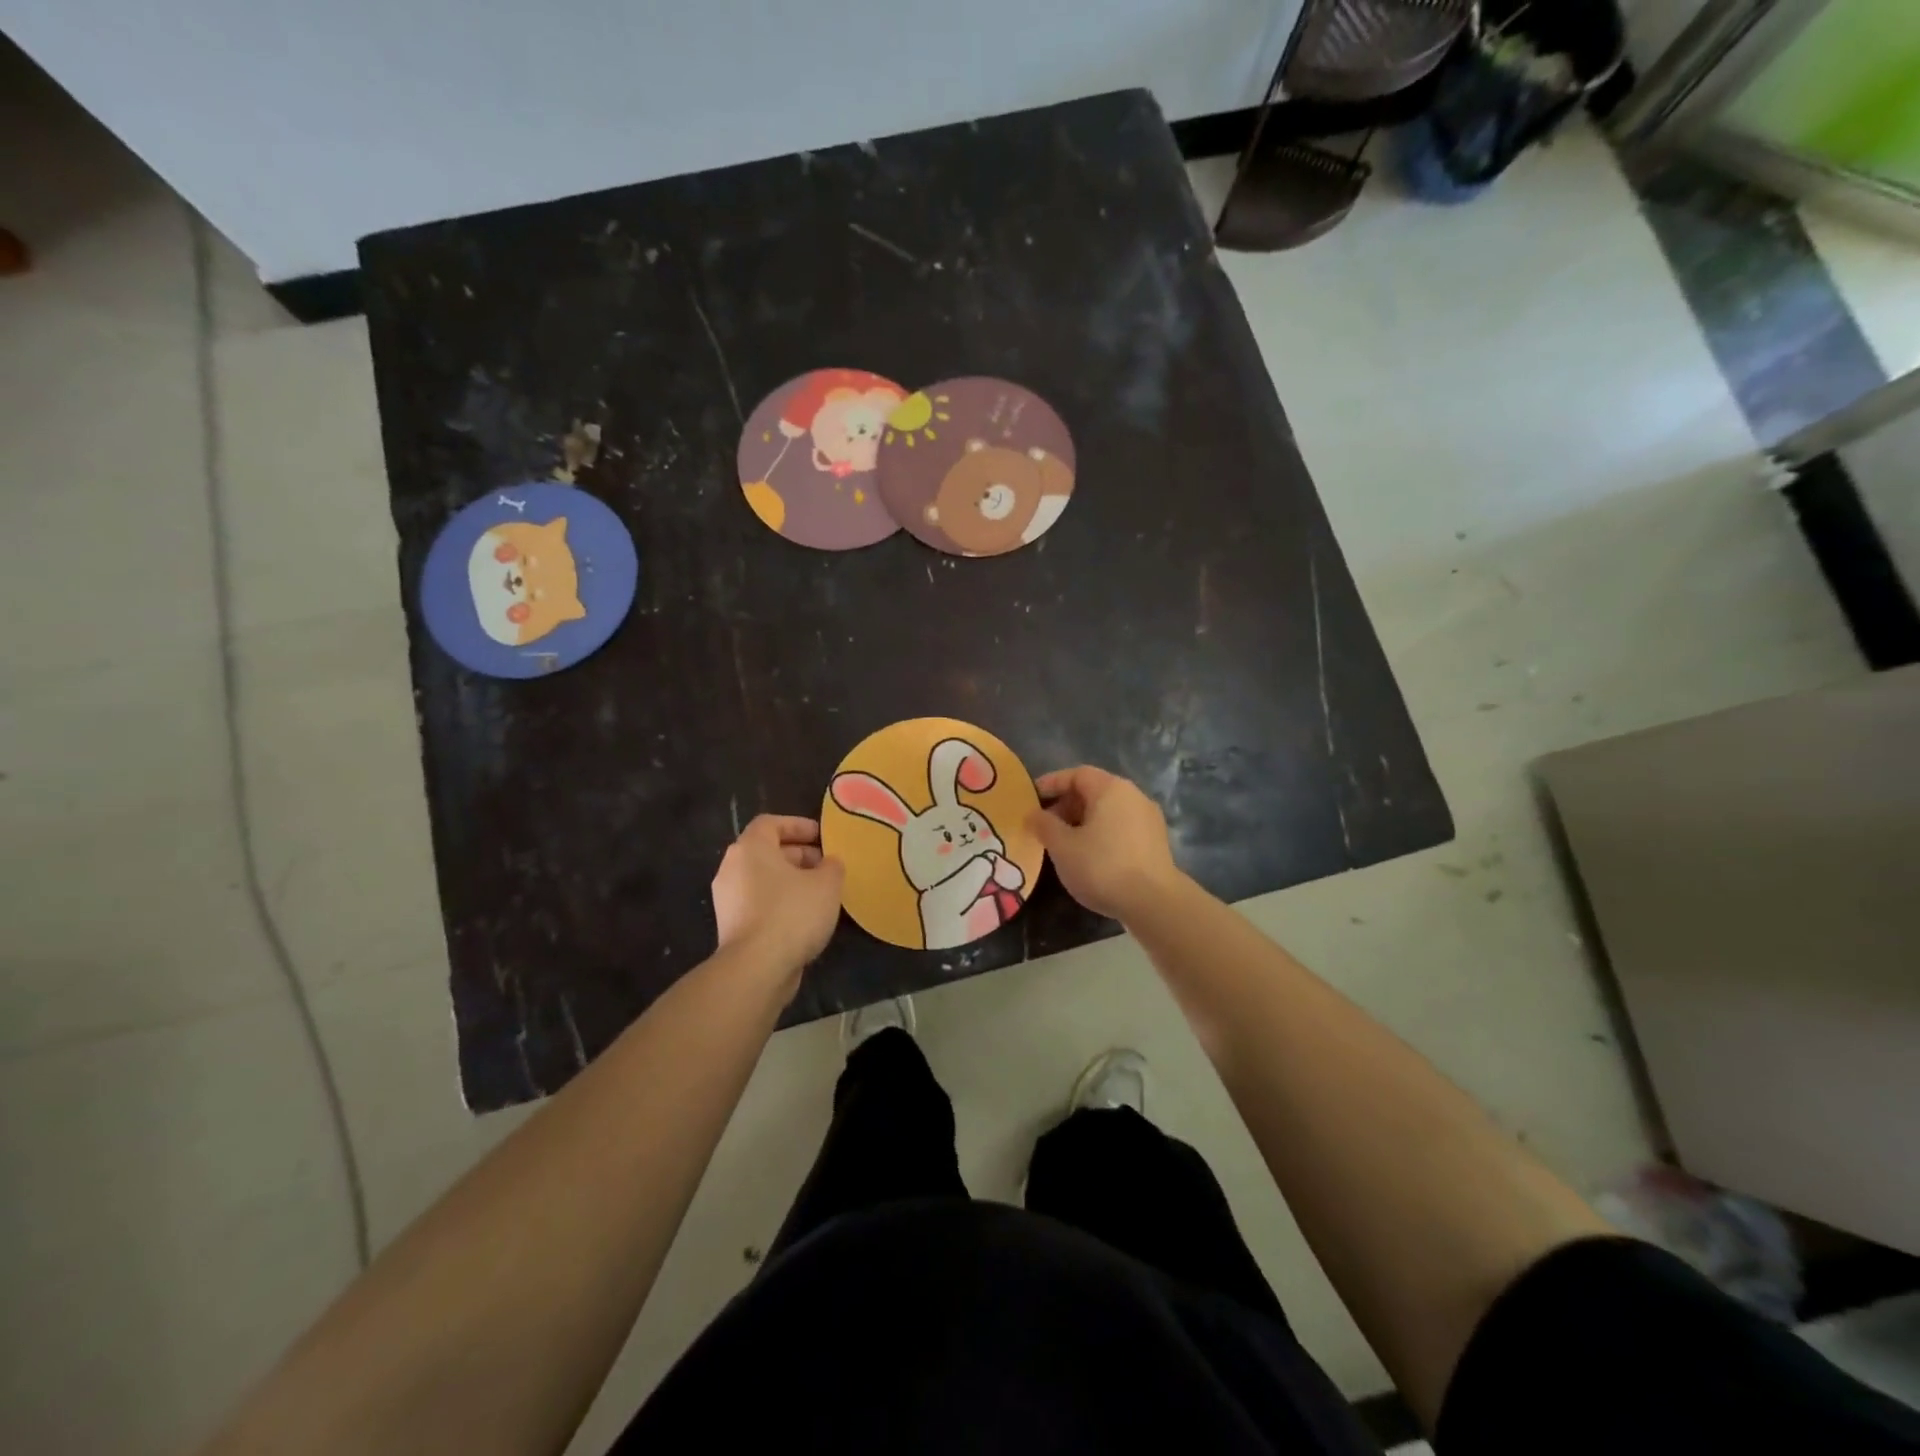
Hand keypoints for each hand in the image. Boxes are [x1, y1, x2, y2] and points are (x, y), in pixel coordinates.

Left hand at [711, 815, 844, 988]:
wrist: (756, 968)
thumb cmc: (792, 913)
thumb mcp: (827, 884)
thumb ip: (832, 866)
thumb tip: (829, 863)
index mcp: (750, 848)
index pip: (771, 823)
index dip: (798, 825)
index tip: (822, 836)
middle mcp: (732, 868)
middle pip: (766, 851)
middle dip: (798, 855)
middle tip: (826, 865)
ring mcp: (728, 899)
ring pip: (763, 879)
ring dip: (790, 881)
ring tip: (820, 892)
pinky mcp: (731, 926)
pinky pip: (758, 903)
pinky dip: (779, 902)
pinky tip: (804, 917)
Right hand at [1027, 766, 1180, 921]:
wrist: (1154, 903)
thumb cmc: (1102, 866)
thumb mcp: (1062, 846)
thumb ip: (1044, 825)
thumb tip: (1033, 814)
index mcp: (1111, 789)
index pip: (1076, 774)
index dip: (1052, 783)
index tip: (1032, 798)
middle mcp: (1134, 795)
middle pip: (1094, 791)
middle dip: (1067, 805)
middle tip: (1046, 825)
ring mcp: (1149, 818)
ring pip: (1109, 811)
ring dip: (1084, 821)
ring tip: (1065, 843)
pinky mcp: (1156, 841)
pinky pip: (1121, 827)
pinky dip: (1102, 833)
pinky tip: (1090, 856)